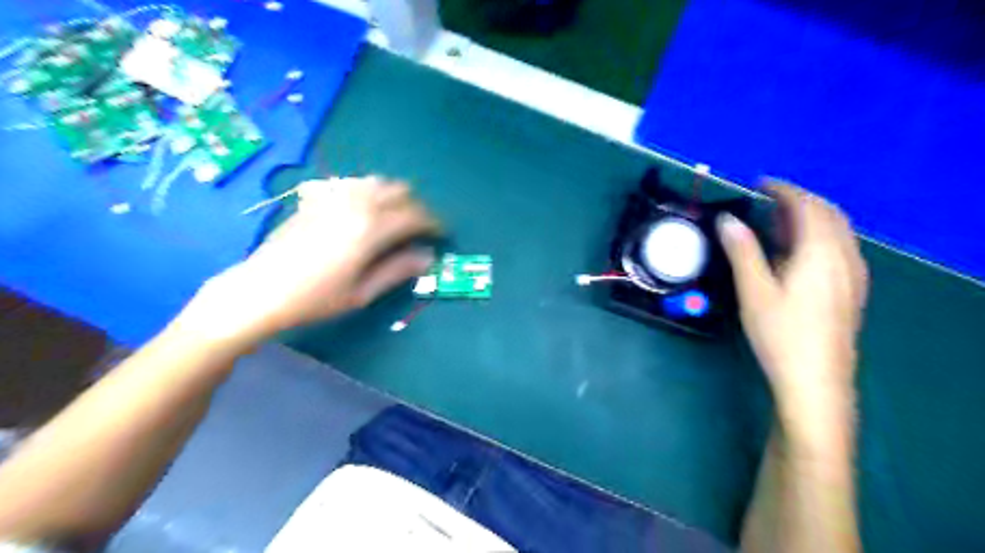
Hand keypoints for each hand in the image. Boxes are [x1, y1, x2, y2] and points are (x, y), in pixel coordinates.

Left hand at [185, 177, 439, 341]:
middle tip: (419, 228)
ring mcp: (333, 196)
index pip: (415, 216)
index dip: (434, 223)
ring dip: (393, 196)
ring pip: (376, 181)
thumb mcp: (362, 293)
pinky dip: (366, 191)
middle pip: (399, 191)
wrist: (260, 289)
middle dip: (416, 207)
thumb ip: (398, 270)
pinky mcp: (315, 197)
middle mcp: (355, 204)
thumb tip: (428, 257)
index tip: (441, 233)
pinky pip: (350, 183)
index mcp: (371, 229)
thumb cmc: (315, 299)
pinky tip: (361, 207)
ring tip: (395, 216)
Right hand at [721, 181, 864, 414]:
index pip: (807, 206)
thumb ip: (743, 251)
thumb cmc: (781, 333)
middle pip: (829, 214)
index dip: (784, 190)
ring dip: (811, 217)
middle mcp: (844, 257)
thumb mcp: (754, 290)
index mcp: (820, 252)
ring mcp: (853, 275)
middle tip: (768, 200)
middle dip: (800, 200)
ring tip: (779, 222)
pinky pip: (840, 248)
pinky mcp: (851, 291)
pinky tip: (799, 253)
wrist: (815, 380)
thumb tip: (727, 219)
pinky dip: (820, 236)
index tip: (759, 184)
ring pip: (838, 231)